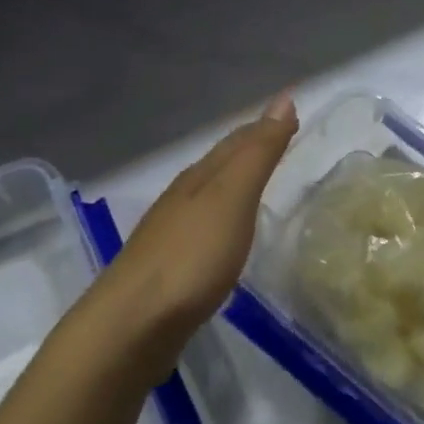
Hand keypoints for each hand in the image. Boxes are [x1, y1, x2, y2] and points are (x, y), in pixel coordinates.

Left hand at [88, 91, 297, 374]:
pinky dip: (224, 218)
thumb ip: (259, 152)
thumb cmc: (191, 257)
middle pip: (219, 164)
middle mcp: (182, 198)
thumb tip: (284, 98)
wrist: (131, 325)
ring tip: (259, 181)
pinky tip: (228, 234)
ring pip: (209, 195)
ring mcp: (170, 234)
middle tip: (280, 140)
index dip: (264, 126)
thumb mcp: (233, 197)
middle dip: (248, 148)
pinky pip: (204, 228)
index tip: (292, 114)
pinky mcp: (169, 270)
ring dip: (235, 183)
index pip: (236, 141)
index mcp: (199, 178)